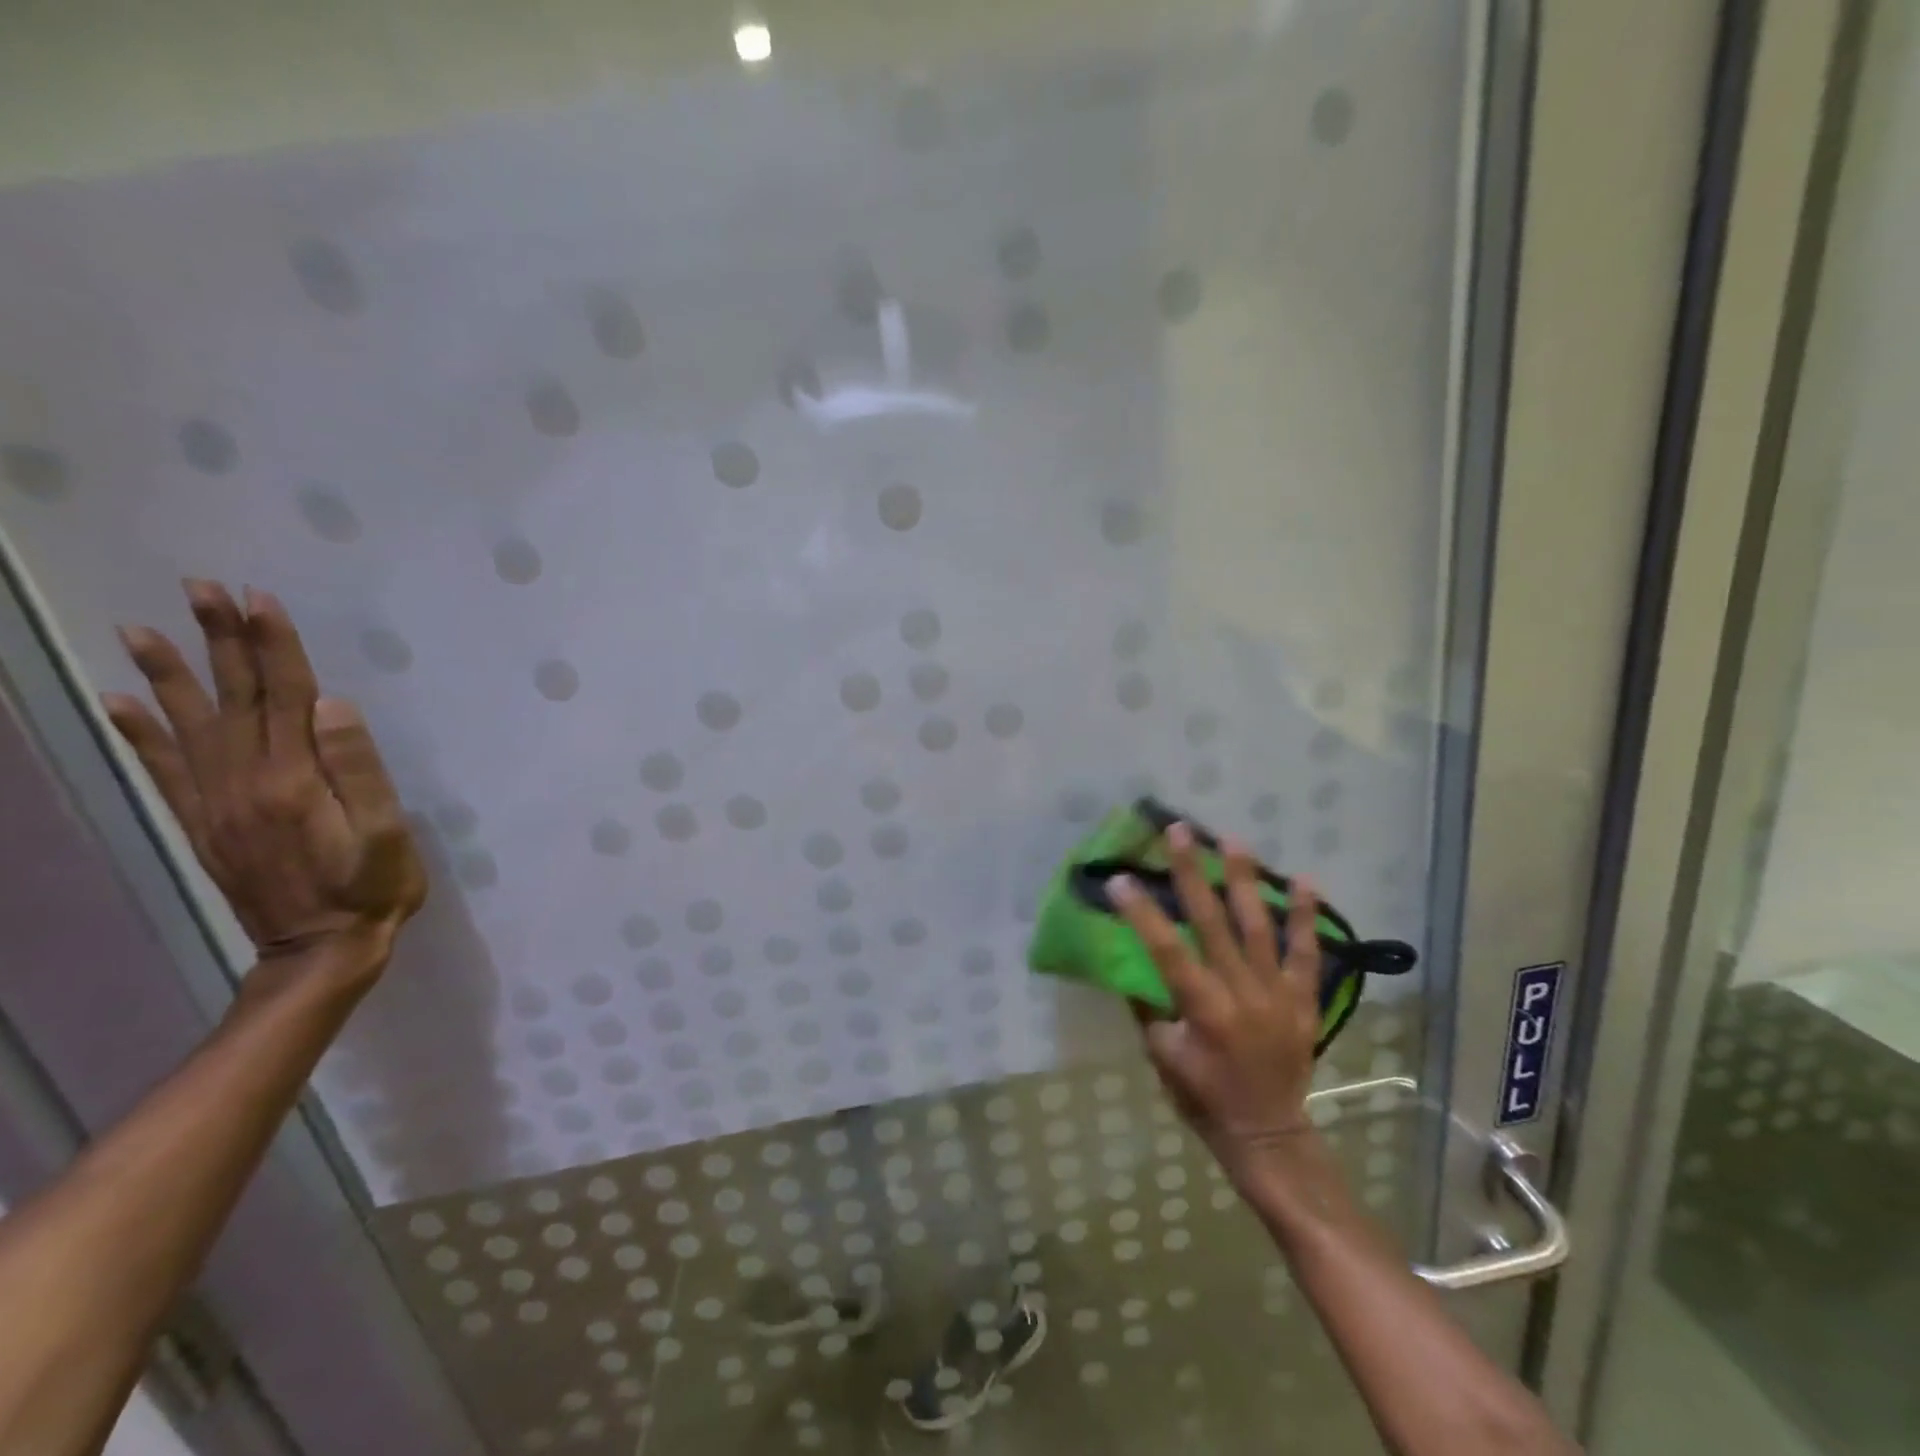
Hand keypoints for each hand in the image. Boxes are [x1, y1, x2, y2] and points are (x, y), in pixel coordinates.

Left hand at [102, 581, 426, 979]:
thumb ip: (359, 769)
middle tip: (201, 589)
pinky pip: (164, 770)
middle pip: (233, 699)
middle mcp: (244, 782)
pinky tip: (121, 703)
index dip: (273, 646)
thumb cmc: (371, 887)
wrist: (319, 949)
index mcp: (295, 779)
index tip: (259, 599)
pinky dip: (140, 733)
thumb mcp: (386, 832)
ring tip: (139, 630)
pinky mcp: (204, 824)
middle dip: (220, 641)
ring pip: (190, 725)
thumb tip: (332, 706)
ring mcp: (216, 803)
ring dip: (168, 674)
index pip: (284, 697)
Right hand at [1109, 823, 1321, 1185]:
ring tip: (1232, 839)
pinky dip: (1304, 917)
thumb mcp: (1162, 1058)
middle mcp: (1241, 992)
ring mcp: (1277, 993)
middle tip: (1180, 831)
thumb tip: (1134, 964)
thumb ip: (1149, 1007)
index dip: (1142, 913)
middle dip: (1192, 873)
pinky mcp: (1303, 999)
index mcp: (1203, 1009)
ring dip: (1244, 880)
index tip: (1120, 878)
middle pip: (1213, 923)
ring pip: (1258, 926)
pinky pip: (1306, 953)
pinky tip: (1304, 881)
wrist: (1269, 1135)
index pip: (1166, 950)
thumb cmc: (1205, 1099)